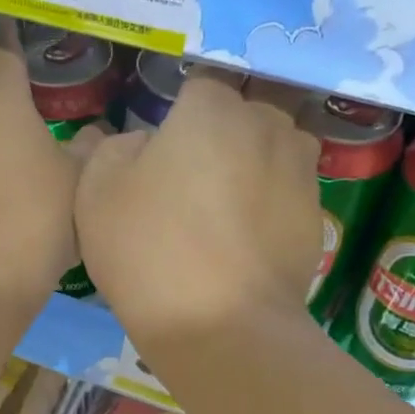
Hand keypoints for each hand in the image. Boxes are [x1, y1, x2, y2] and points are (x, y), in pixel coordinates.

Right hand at [75, 71, 320, 348]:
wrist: (220, 327)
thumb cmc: (149, 249)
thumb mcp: (96, 191)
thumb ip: (113, 146)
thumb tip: (143, 142)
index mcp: (212, 109)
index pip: (198, 86)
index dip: (177, 114)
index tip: (162, 147)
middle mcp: (267, 125)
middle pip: (241, 114)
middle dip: (219, 136)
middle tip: (188, 182)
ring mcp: (301, 171)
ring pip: (271, 150)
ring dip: (251, 166)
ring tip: (223, 210)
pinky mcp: (318, 216)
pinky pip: (286, 193)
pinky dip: (268, 206)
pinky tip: (244, 242)